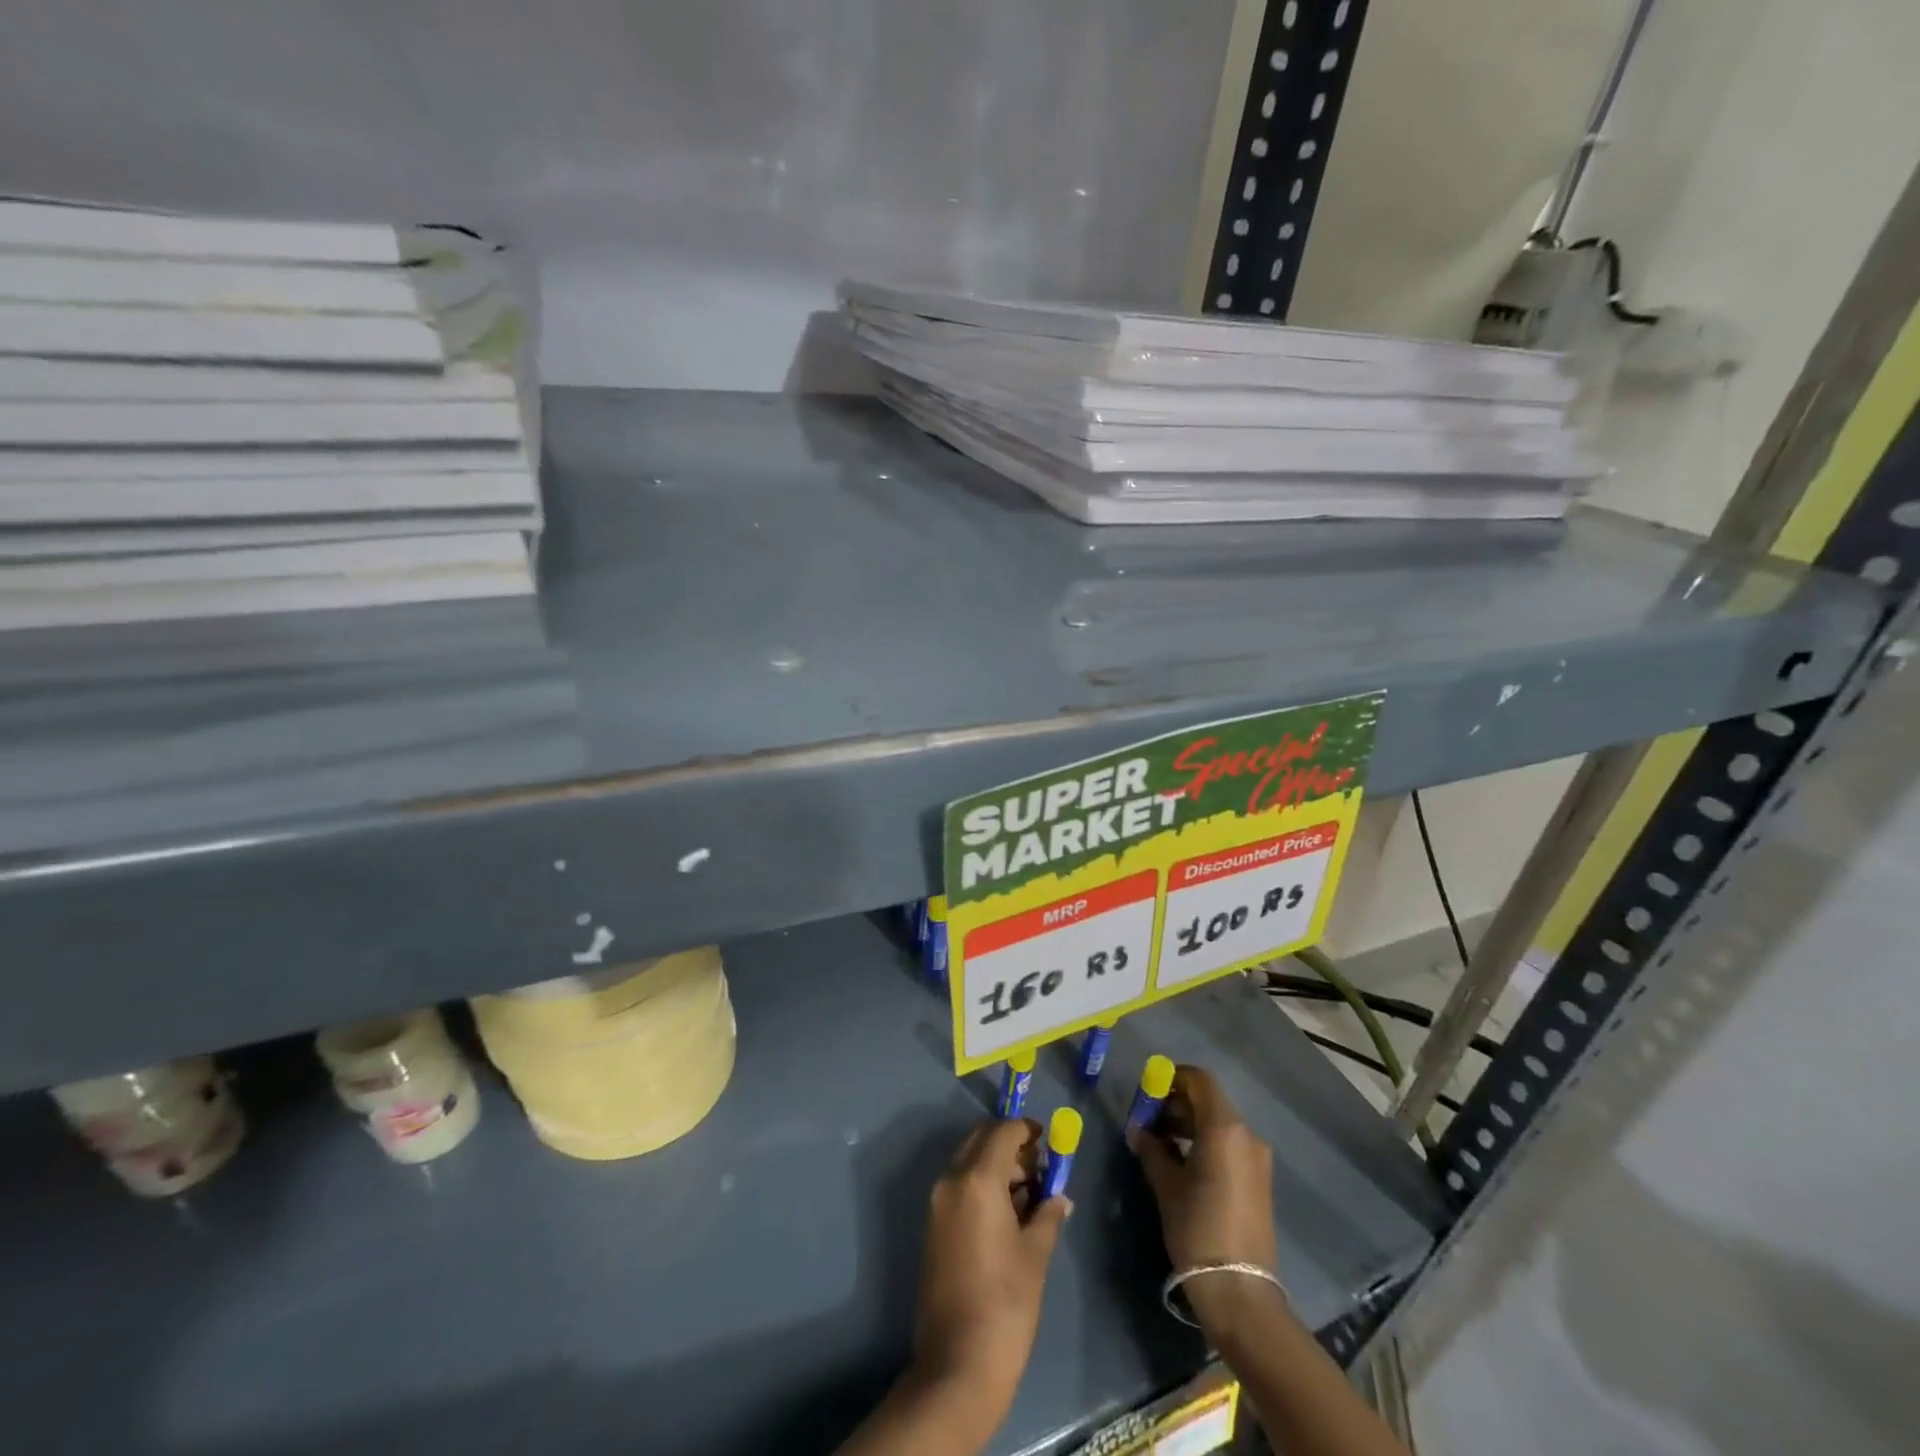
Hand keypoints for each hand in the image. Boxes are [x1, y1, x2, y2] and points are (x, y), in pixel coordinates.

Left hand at [911, 1118, 1071, 1428]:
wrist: (958, 1364)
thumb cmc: (1006, 1303)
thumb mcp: (1035, 1254)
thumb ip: (1047, 1213)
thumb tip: (1058, 1197)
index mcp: (976, 1179)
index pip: (1002, 1131)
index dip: (1027, 1130)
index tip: (1049, 1142)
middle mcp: (951, 1180)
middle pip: (982, 1140)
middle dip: (1011, 1146)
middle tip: (1040, 1170)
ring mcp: (937, 1204)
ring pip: (970, 1163)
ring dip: (997, 1167)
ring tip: (1030, 1198)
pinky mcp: (933, 1226)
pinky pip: (960, 1187)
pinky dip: (983, 1187)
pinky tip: (1008, 1216)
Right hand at [1130, 1065, 1281, 1341]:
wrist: (1240, 1292)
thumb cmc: (1198, 1229)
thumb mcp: (1167, 1186)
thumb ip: (1152, 1149)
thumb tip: (1139, 1130)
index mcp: (1224, 1128)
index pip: (1199, 1080)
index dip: (1172, 1078)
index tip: (1147, 1091)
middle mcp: (1246, 1135)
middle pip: (1209, 1100)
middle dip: (1176, 1103)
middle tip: (1148, 1119)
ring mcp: (1257, 1158)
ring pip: (1219, 1123)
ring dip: (1189, 1123)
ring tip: (1160, 1142)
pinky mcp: (1259, 1180)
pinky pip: (1229, 1144)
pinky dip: (1205, 1141)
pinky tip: (1182, 1162)